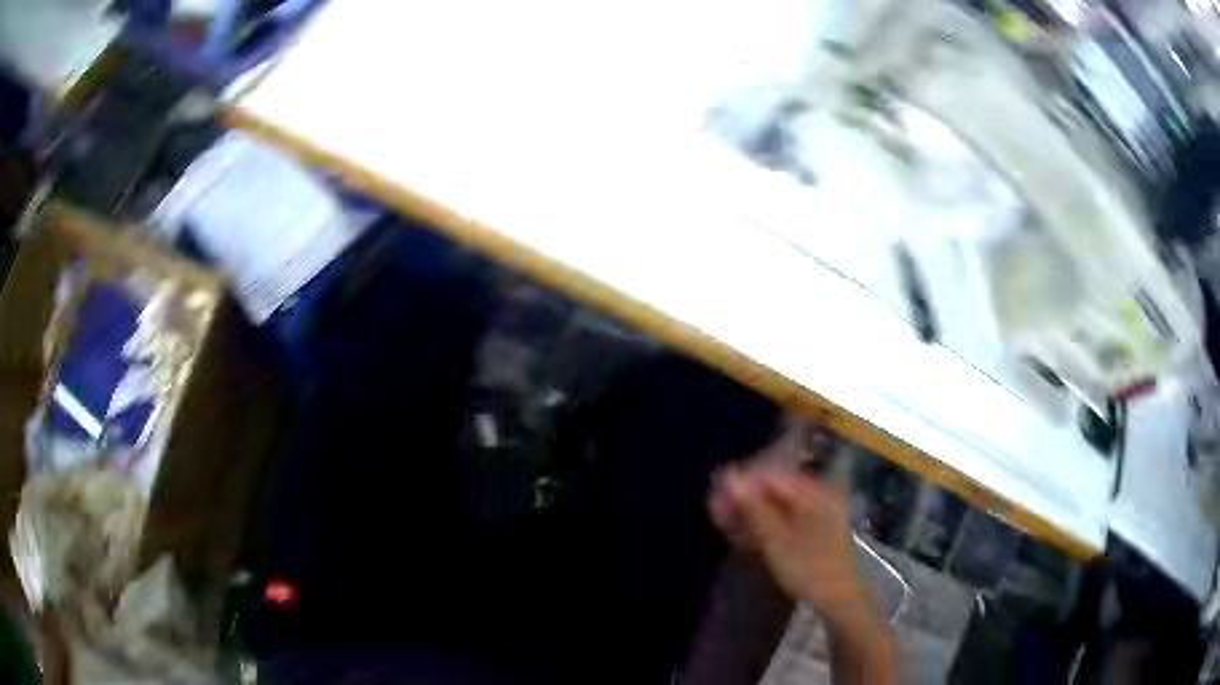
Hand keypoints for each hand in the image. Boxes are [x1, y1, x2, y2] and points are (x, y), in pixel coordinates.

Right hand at [709, 467, 863, 621]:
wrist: (837, 599)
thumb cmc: (807, 567)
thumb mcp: (776, 539)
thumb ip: (754, 507)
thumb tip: (731, 479)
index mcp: (816, 493)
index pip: (773, 476)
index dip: (743, 483)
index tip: (717, 494)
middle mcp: (821, 496)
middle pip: (777, 489)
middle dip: (747, 499)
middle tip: (718, 511)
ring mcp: (822, 513)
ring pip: (781, 505)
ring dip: (754, 512)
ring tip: (727, 523)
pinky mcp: (818, 530)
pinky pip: (788, 517)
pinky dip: (768, 523)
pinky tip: (748, 534)